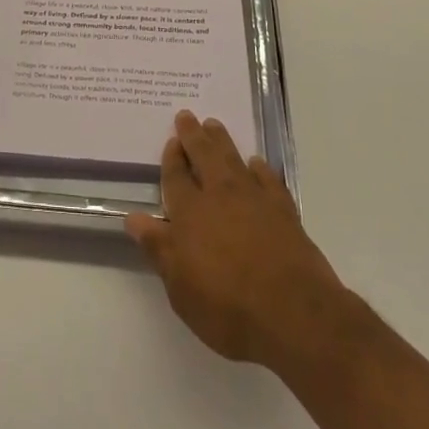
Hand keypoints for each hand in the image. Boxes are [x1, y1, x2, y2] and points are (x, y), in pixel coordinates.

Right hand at [126, 111, 353, 371]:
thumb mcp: (180, 288)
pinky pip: (267, 178)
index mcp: (190, 213)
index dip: (172, 158)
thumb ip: (159, 248)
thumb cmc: (228, 306)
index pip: (176, 177)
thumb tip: (134, 218)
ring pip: (233, 159)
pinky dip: (259, 168)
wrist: (293, 312)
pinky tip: (256, 163)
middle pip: (204, 155)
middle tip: (187, 116)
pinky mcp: (283, 210)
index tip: (171, 142)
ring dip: (221, 140)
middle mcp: (220, 195)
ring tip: (214, 125)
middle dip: (193, 135)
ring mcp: (254, 199)